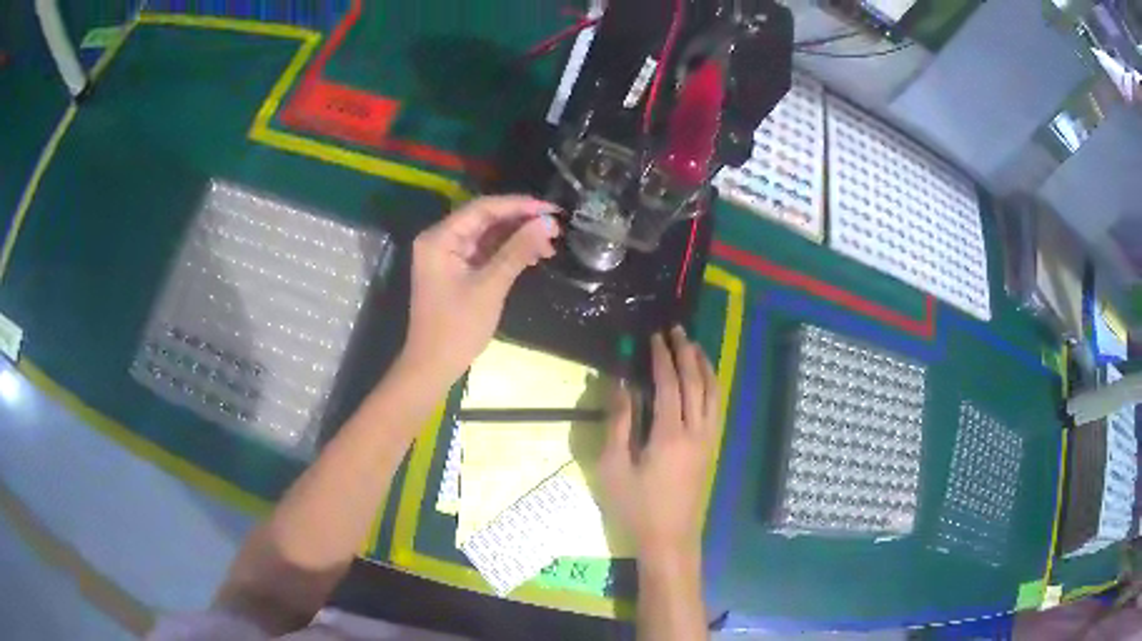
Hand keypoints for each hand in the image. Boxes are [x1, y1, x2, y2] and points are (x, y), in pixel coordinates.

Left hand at [400, 195, 559, 385]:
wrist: (433, 366)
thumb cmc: (457, 327)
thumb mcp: (490, 286)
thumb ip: (518, 251)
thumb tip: (548, 224)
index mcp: (440, 238)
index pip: (483, 208)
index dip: (519, 205)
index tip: (552, 210)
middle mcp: (441, 240)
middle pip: (486, 219)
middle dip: (521, 222)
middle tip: (556, 229)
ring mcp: (448, 256)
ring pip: (488, 236)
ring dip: (518, 238)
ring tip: (550, 246)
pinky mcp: (457, 271)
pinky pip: (485, 252)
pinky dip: (508, 253)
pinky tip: (533, 257)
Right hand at [599, 326, 719, 563]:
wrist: (668, 540)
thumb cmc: (635, 507)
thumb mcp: (614, 467)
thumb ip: (618, 423)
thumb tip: (619, 384)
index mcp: (669, 434)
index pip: (668, 384)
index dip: (661, 357)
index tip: (654, 336)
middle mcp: (694, 432)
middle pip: (695, 383)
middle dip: (685, 353)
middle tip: (676, 330)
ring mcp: (706, 442)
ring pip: (712, 394)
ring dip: (704, 367)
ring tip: (694, 346)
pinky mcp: (710, 451)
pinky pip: (716, 409)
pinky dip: (713, 388)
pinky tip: (706, 382)